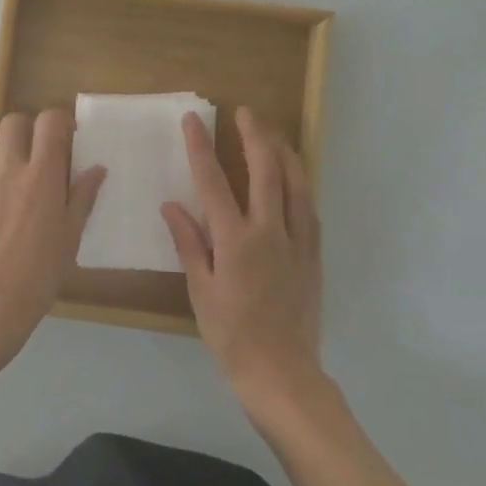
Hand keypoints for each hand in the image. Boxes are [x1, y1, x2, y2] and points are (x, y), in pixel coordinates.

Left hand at [0, 109, 106, 362]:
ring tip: (27, 181)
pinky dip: (1, 182)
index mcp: (42, 176)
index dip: (60, 119)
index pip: (48, 122)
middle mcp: (11, 172)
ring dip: (13, 152)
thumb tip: (96, 169)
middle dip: (29, 126)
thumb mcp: (71, 235)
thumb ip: (82, 197)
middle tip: (43, 149)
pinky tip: (11, 213)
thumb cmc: (41, 270)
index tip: (70, 135)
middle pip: (12, 122)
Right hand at [162, 106, 322, 403]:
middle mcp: (269, 232)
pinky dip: (301, 186)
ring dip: (284, 154)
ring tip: (274, 133)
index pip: (213, 182)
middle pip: (265, 172)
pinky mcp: (313, 257)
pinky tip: (296, 180)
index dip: (201, 147)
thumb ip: (188, 243)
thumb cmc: (230, 334)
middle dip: (254, 137)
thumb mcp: (199, 290)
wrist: (282, 372)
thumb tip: (172, 205)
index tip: (194, 120)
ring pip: (296, 185)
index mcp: (234, 241)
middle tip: (245, 112)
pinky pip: (309, 211)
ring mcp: (297, 242)